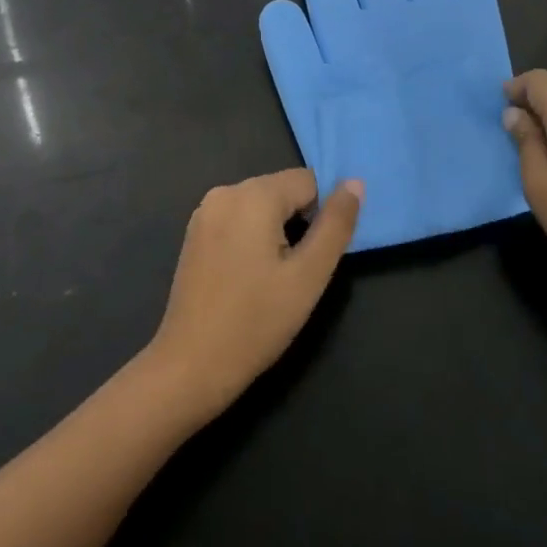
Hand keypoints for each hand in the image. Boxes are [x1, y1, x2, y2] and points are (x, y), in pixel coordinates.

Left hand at [145, 169, 359, 415]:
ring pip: (261, 206)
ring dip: (276, 232)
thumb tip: (355, 183)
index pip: (308, 181)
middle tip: (296, 272)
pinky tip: (249, 277)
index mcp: (253, 194)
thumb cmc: (256, 321)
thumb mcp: (309, 276)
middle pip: (282, 190)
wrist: (191, 365)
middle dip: (298, 222)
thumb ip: (336, 225)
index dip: (322, 215)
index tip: (317, 254)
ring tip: (273, 278)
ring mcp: (205, 212)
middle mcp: (225, 191)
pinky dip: (252, 238)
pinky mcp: (195, 233)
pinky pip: (238, 220)